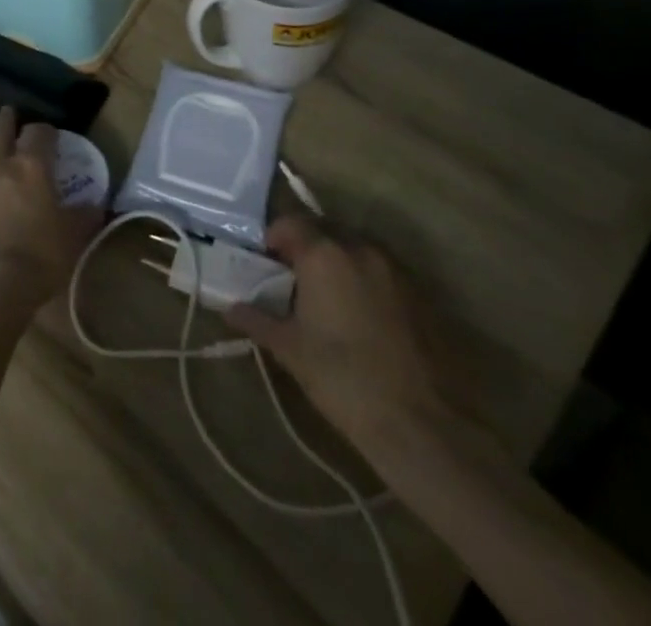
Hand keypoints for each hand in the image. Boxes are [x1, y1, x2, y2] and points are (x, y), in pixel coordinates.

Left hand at [0, 107, 101, 314]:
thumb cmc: (38, 257)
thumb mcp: (72, 238)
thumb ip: (84, 217)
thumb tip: (95, 206)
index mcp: (32, 167)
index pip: (39, 133)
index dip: (46, 130)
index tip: (51, 134)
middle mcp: (0, 166)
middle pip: (2, 130)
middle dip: (9, 119)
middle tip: (11, 113)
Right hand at [224, 215, 467, 463]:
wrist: (416, 426)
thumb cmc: (340, 377)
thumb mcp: (287, 348)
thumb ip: (255, 319)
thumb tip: (230, 308)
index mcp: (323, 254)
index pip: (290, 224)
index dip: (273, 239)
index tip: (265, 263)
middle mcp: (360, 250)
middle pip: (324, 231)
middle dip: (305, 247)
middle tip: (291, 278)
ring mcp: (395, 272)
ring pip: (355, 250)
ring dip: (337, 262)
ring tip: (326, 298)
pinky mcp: (420, 297)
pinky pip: (381, 273)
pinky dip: (364, 281)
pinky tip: (359, 316)